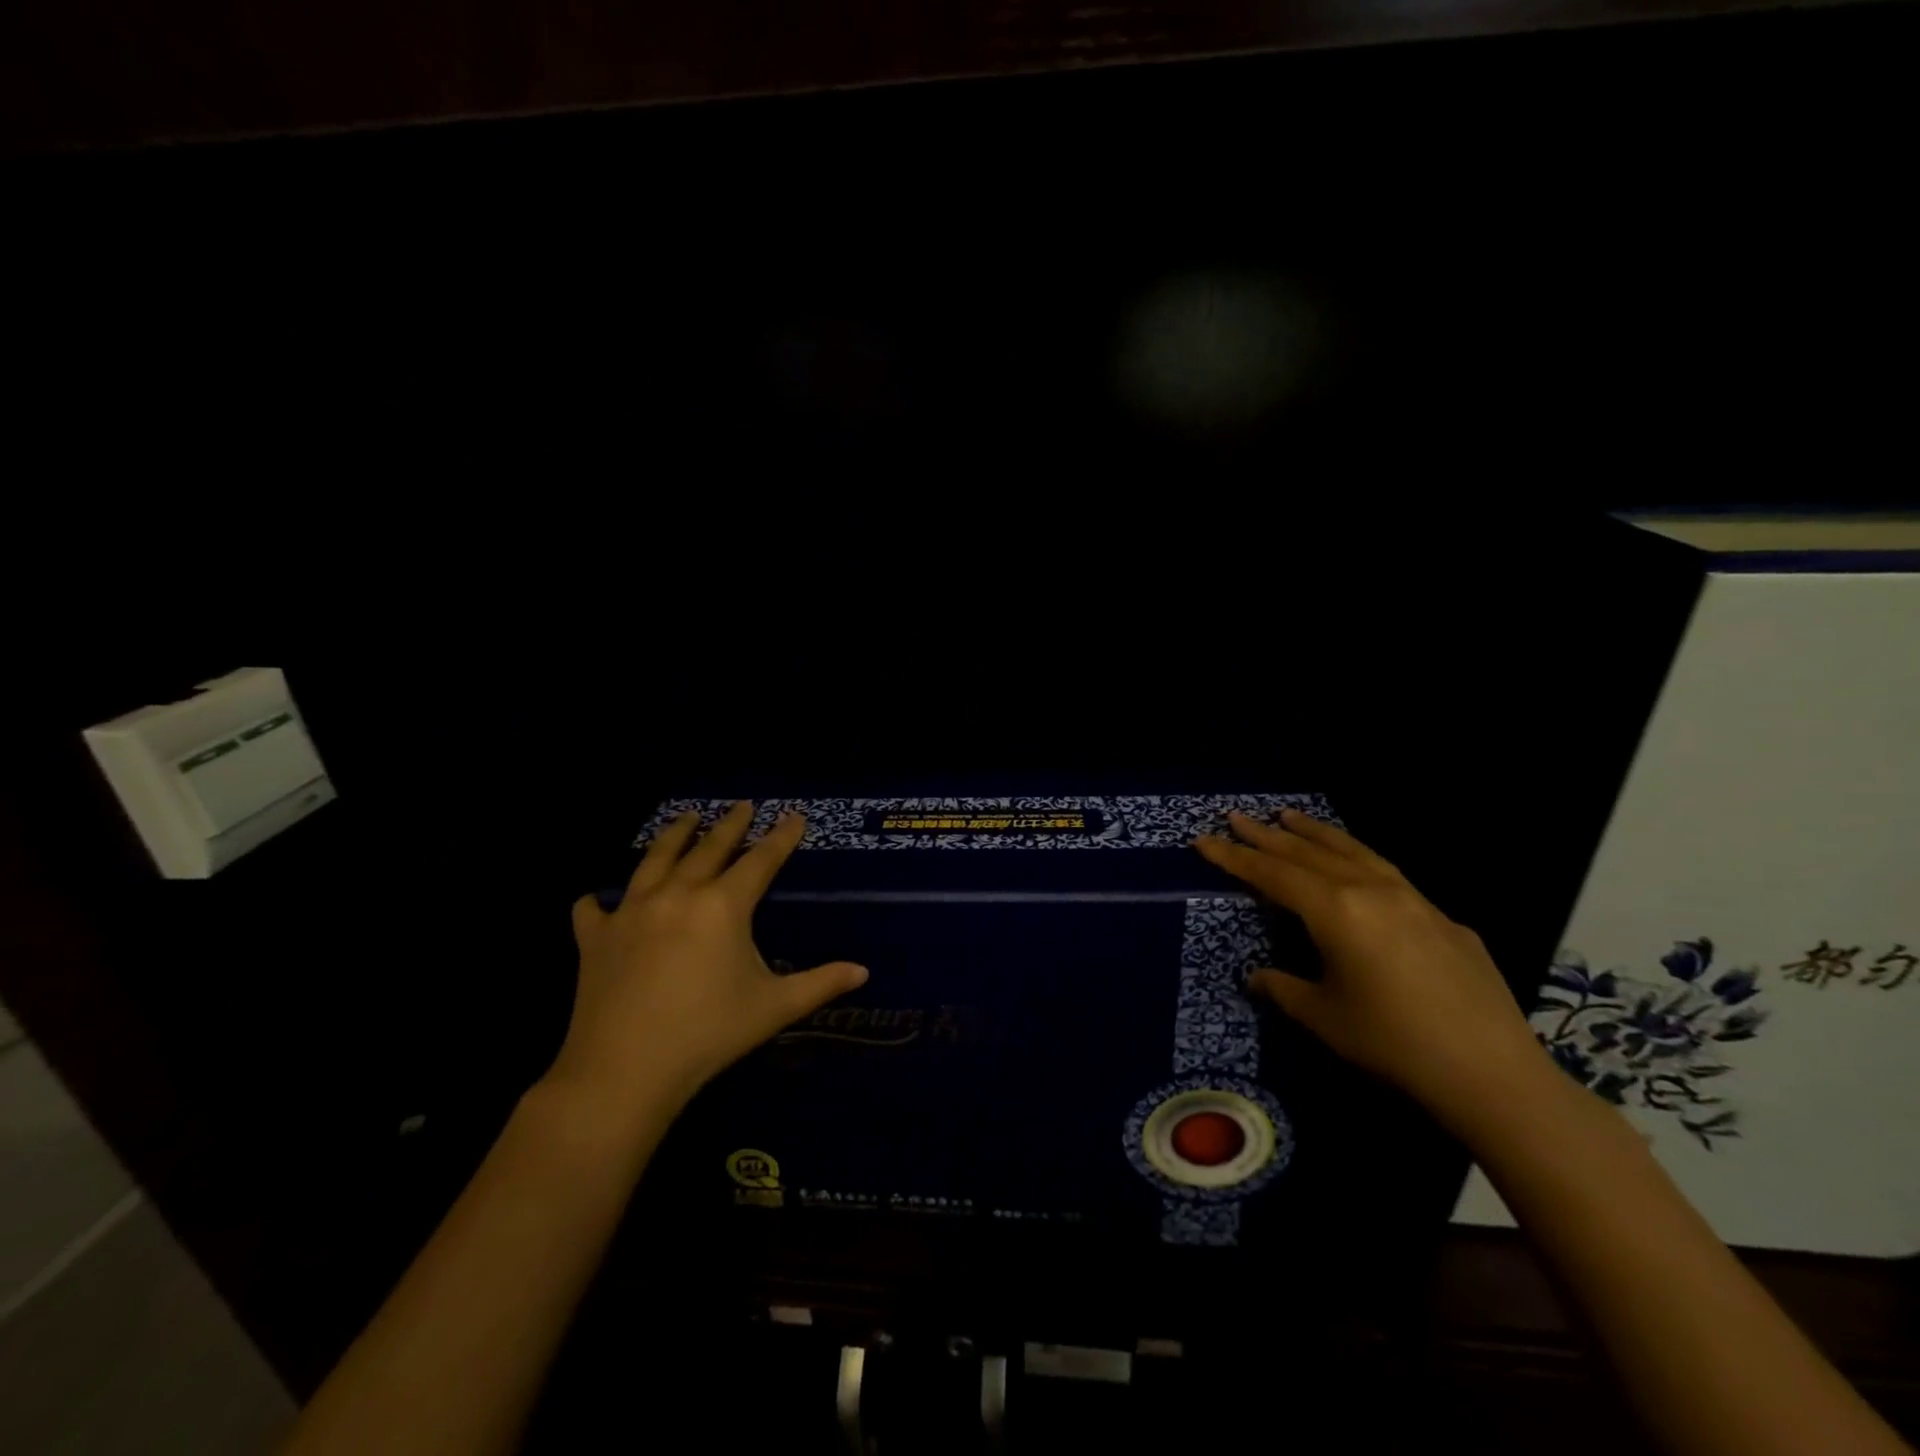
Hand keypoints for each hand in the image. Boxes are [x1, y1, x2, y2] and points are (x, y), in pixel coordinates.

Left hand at [552, 803, 867, 1118]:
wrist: (625, 1071)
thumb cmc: (709, 1034)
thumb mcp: (774, 1008)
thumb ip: (821, 983)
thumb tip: (864, 972)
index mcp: (723, 906)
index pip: (761, 860)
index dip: (781, 837)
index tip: (794, 816)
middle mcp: (678, 894)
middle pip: (709, 848)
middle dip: (730, 824)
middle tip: (742, 805)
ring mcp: (631, 911)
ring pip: (655, 859)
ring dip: (675, 835)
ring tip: (687, 817)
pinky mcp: (596, 936)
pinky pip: (594, 908)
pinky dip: (599, 900)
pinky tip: (598, 898)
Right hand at [1195, 809, 1542, 1122]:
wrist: (1493, 1074)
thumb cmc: (1393, 1043)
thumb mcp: (1323, 1017)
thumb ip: (1283, 988)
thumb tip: (1258, 977)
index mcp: (1335, 910)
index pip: (1271, 874)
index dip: (1233, 858)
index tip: (1203, 840)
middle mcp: (1371, 890)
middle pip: (1307, 853)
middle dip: (1266, 836)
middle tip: (1235, 816)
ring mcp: (1413, 899)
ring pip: (1352, 851)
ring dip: (1314, 833)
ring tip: (1288, 816)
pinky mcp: (1443, 917)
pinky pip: (1386, 872)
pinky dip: (1356, 856)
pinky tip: (1354, 865)